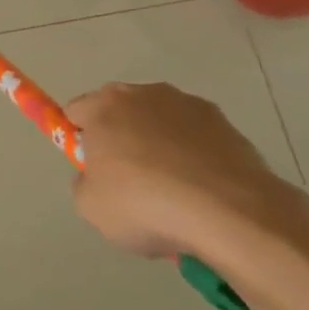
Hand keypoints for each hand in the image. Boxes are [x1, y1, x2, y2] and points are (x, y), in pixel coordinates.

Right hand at [63, 81, 308, 261]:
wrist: (231, 214)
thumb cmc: (145, 205)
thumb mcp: (90, 206)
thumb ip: (85, 183)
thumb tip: (100, 178)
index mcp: (105, 106)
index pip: (77, 112)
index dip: (79, 140)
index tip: (92, 170)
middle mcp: (146, 94)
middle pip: (122, 113)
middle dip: (122, 141)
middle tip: (130, 184)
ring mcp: (191, 107)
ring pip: (162, 125)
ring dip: (162, 148)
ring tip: (175, 195)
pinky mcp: (228, 126)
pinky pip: (198, 140)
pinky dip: (196, 160)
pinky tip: (203, 194)